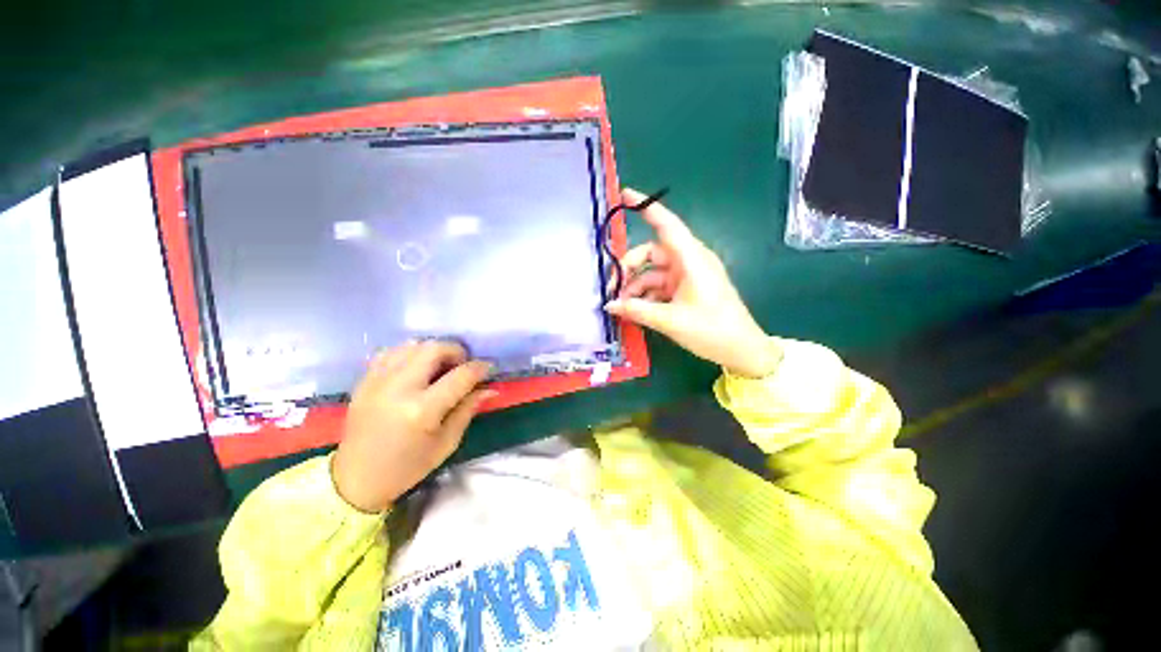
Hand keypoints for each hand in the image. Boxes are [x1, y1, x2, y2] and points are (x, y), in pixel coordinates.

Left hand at [332, 341, 494, 512]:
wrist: (355, 480)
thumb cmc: (407, 467)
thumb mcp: (446, 443)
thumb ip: (468, 409)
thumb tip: (490, 388)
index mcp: (422, 410)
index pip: (461, 375)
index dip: (480, 368)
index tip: (489, 367)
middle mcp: (398, 389)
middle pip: (434, 349)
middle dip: (456, 351)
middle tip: (461, 366)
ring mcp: (377, 382)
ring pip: (412, 345)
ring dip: (432, 351)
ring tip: (439, 367)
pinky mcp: (364, 381)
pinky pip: (390, 352)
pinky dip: (409, 354)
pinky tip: (415, 369)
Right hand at [605, 188, 779, 378]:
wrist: (741, 350)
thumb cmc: (711, 330)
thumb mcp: (670, 321)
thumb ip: (636, 310)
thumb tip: (608, 305)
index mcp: (691, 259)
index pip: (667, 225)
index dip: (647, 207)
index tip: (625, 194)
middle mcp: (688, 262)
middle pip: (651, 253)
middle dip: (629, 269)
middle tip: (612, 289)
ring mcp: (687, 276)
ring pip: (652, 272)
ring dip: (635, 287)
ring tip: (621, 307)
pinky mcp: (686, 290)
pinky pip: (659, 286)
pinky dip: (646, 296)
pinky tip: (634, 311)